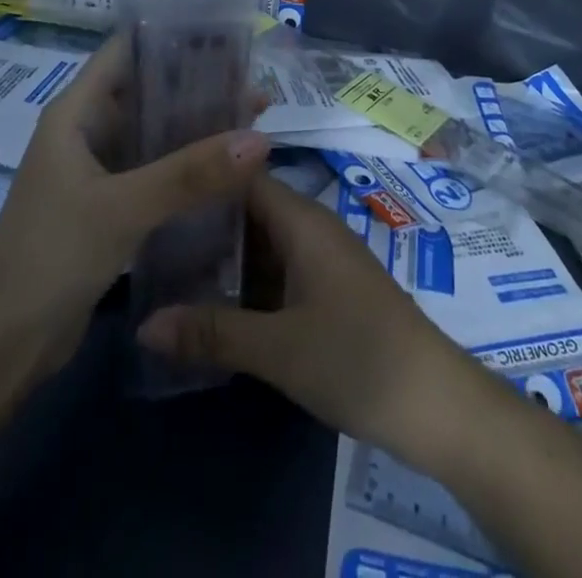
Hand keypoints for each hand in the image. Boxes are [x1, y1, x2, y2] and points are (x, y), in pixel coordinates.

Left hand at [0, 32, 270, 379]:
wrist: (2, 344)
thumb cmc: (49, 255)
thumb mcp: (122, 208)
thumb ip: (190, 173)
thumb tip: (260, 139)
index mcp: (77, 111)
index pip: (127, 51)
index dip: (171, 36)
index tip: (225, 32)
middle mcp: (88, 131)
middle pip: (148, 91)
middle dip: (198, 85)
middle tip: (254, 83)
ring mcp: (98, 170)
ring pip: (155, 133)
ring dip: (197, 127)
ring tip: (253, 119)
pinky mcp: (110, 205)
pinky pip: (156, 171)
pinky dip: (188, 165)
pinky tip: (227, 169)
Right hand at [137, 174, 480, 460]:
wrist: (437, 404)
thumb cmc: (358, 358)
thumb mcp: (278, 349)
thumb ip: (212, 333)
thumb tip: (144, 324)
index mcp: (302, 220)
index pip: (244, 176)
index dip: (204, 176)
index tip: (158, 186)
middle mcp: (312, 228)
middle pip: (249, 209)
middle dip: (204, 221)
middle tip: (149, 234)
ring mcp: (323, 260)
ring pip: (263, 243)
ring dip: (223, 255)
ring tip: (167, 267)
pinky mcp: (329, 290)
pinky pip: (278, 270)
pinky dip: (247, 281)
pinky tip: (215, 304)